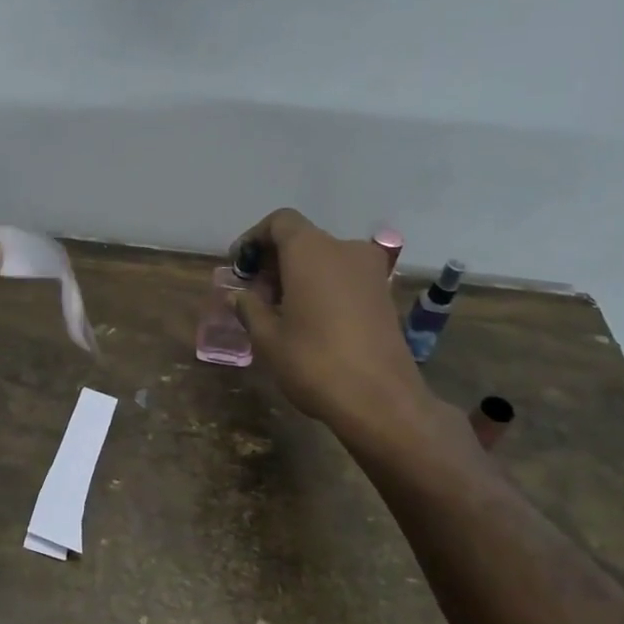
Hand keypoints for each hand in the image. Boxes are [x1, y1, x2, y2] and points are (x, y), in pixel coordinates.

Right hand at [229, 209, 438, 442]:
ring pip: (324, 258)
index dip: (255, 238)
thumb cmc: (314, 362)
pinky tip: (307, 319)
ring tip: (277, 310)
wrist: (381, 401)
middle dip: (274, 260)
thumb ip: (249, 308)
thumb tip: (239, 296)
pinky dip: (322, 286)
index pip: (280, 222)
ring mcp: (370, 272)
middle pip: (302, 239)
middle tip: (254, 293)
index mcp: (311, 251)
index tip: (240, 266)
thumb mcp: (268, 338)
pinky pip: (344, 277)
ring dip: (298, 274)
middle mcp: (344, 250)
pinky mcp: (384, 295)